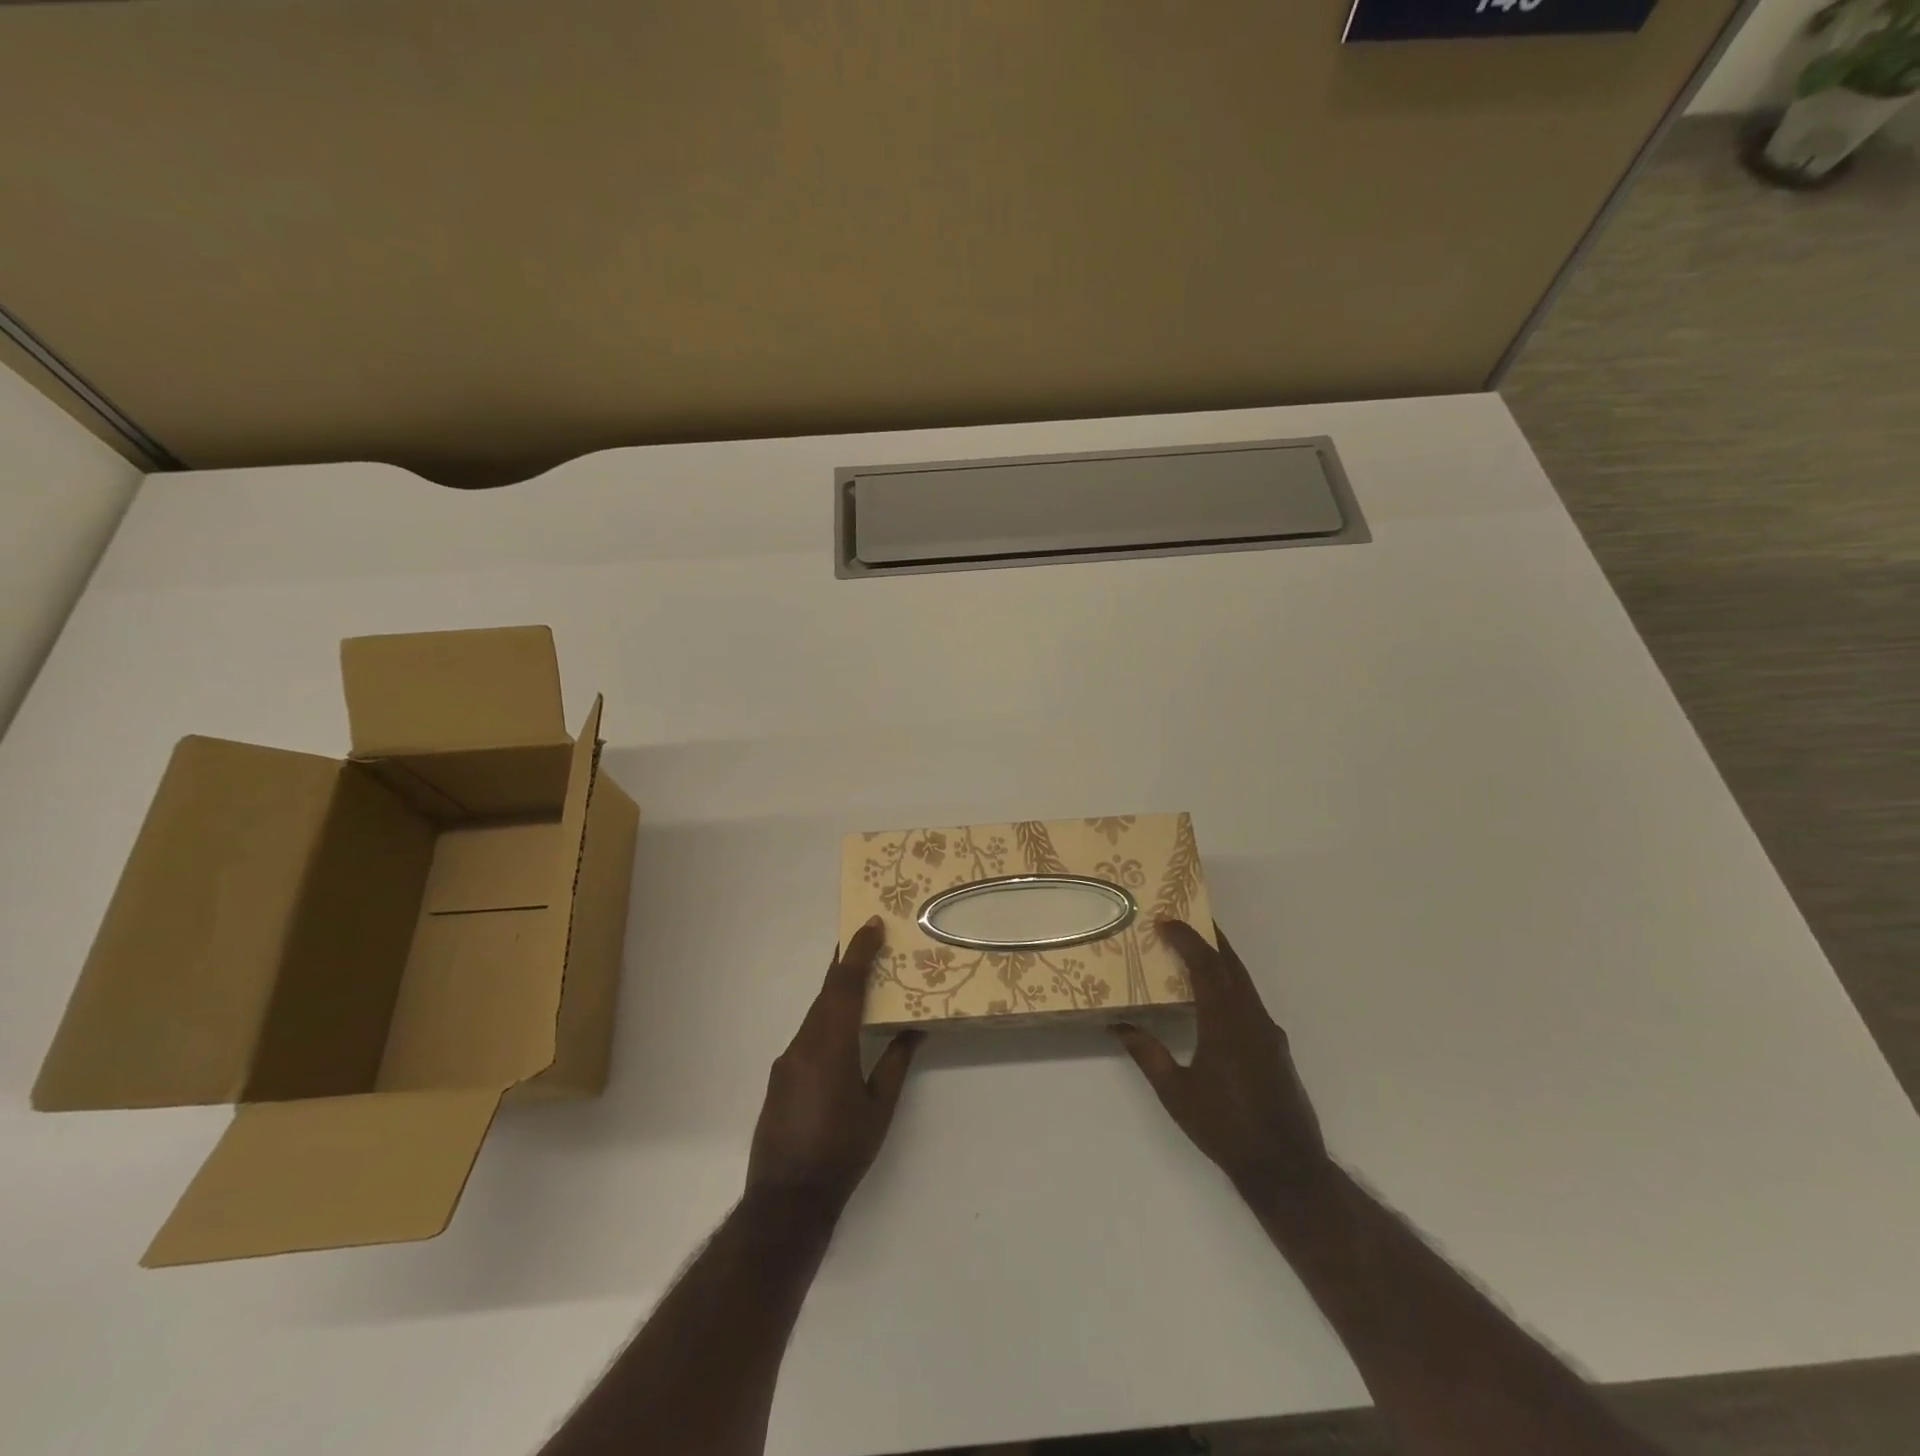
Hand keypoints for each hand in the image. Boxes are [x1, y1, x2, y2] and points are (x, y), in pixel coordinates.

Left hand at [745, 917, 923, 1215]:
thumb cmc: (842, 1152)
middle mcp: (803, 1044)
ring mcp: (787, 1060)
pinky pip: (808, 1034)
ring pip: (816, 1013)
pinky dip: (827, 1018)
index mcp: (830, 1046)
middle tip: (869, 939)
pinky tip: (843, 1029)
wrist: (786, 1200)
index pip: (844, 985)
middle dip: (847, 963)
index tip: (872, 923)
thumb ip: (896, 1062)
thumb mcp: (879, 1108)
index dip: (858, 951)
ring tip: (862, 979)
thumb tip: (916, 1029)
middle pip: (827, 993)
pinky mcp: (780, 1077)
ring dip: (837, 992)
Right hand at [1113, 920, 1328, 1200]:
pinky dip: (1231, 984)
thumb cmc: (1225, 1127)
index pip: (1206, 966)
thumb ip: (1147, 1054)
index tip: (1166, 922)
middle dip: (1210, 938)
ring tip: (1197, 949)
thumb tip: (1118, 1025)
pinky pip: (1250, 1001)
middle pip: (1232, 965)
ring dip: (1222, 960)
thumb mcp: (1176, 1092)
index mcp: (1225, 1023)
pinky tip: (1216, 997)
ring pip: (1244, 982)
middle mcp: (1251, 1018)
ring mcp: (1268, 1032)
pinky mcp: (1276, 1047)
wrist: (1286, 1166)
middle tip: (1187, 918)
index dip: (1187, 940)